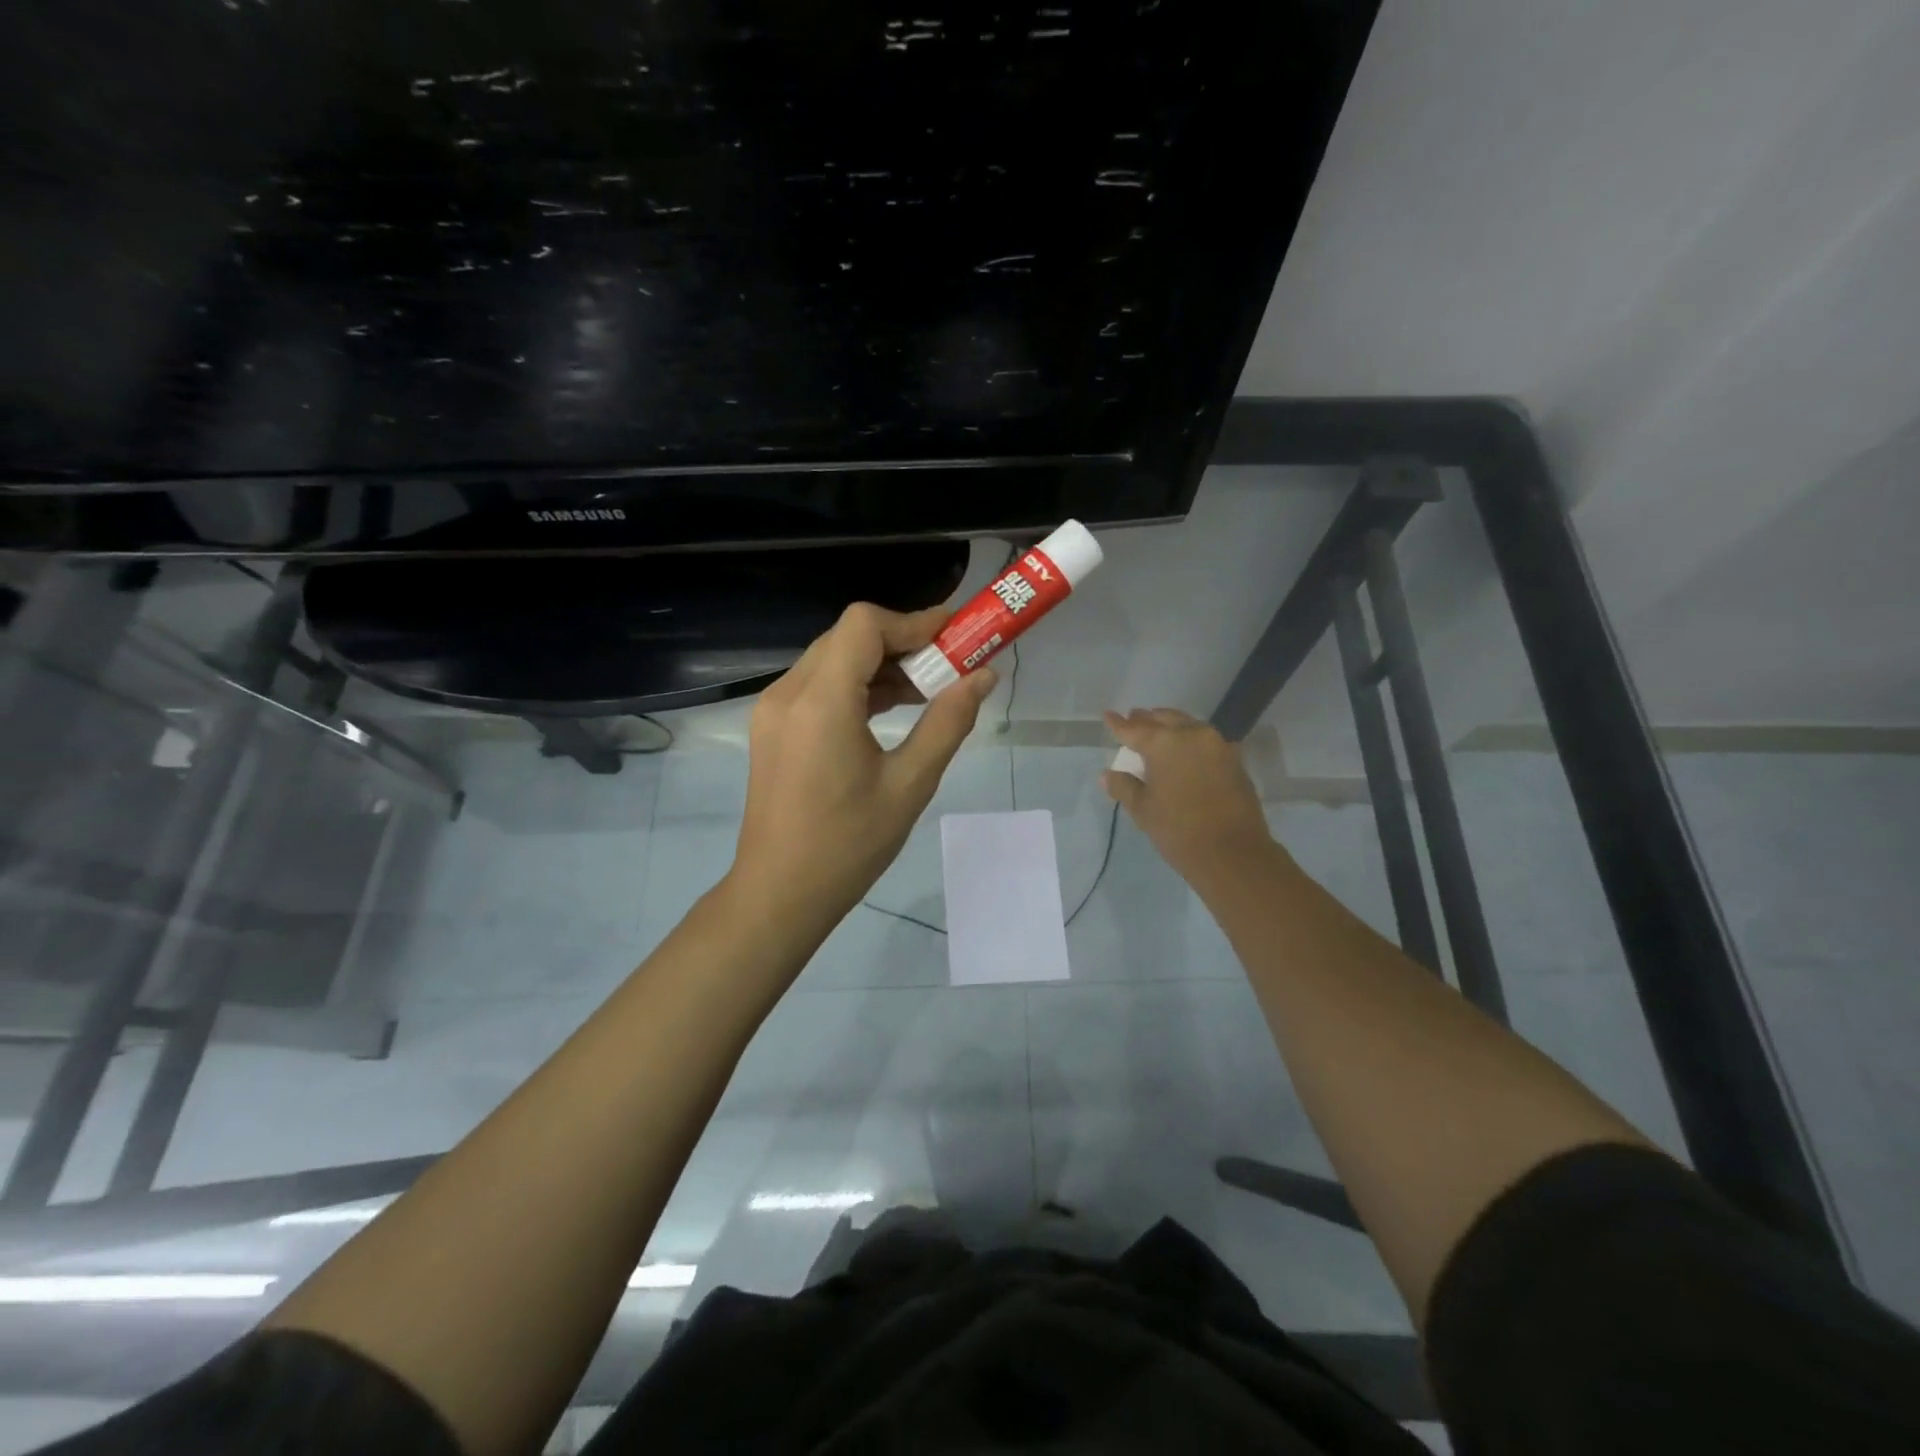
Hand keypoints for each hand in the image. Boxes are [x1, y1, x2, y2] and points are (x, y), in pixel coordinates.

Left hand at [731, 603, 996, 931]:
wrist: (780, 893)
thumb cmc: (848, 845)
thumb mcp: (910, 785)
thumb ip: (948, 722)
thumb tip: (984, 675)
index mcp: (821, 702)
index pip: (865, 625)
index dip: (914, 622)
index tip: (956, 636)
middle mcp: (789, 692)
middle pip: (849, 636)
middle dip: (903, 641)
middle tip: (950, 664)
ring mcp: (774, 709)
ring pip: (833, 658)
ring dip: (880, 663)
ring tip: (928, 690)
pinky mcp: (773, 727)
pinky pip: (819, 685)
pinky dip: (857, 684)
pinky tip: (892, 709)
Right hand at [1102, 708, 1278, 887]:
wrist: (1232, 852)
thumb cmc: (1178, 830)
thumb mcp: (1143, 809)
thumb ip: (1123, 786)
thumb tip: (1107, 775)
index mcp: (1163, 743)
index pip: (1134, 729)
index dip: (1118, 724)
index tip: (1108, 714)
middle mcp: (1191, 734)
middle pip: (1164, 719)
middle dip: (1146, 719)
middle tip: (1133, 718)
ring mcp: (1217, 744)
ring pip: (1188, 725)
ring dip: (1170, 725)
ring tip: (1157, 729)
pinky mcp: (1234, 758)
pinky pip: (1206, 739)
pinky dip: (1190, 739)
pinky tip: (1184, 749)